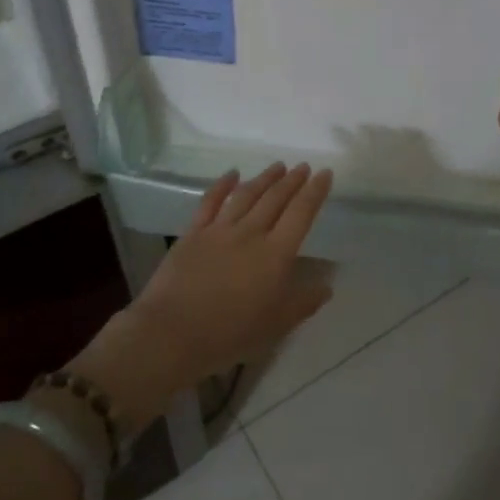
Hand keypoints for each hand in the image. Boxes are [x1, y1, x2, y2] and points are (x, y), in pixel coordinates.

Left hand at [68, 165, 333, 428]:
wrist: (173, 333)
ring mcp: (220, 229)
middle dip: (292, 180)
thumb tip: (327, 286)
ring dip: (264, 178)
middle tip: (303, 167)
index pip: (301, 214)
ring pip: (247, 195)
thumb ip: (303, 302)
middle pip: (275, 199)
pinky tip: (232, 174)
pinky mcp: (194, 232)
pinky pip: (210, 201)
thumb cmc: (230, 333)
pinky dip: (223, 184)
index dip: (315, 192)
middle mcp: (251, 233)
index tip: (325, 173)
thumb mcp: (276, 325)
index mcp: (275, 254)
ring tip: (278, 166)